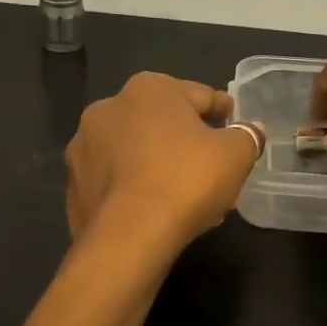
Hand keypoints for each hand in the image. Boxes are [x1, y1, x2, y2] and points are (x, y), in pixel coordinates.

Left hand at [65, 73, 264, 246]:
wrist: (129, 236)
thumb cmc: (186, 180)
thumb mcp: (235, 154)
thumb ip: (247, 136)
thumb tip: (252, 129)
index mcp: (149, 89)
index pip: (199, 95)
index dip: (224, 112)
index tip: (236, 128)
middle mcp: (108, 108)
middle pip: (164, 123)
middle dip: (189, 143)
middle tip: (215, 169)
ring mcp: (84, 148)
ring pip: (137, 153)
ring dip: (161, 166)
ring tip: (189, 197)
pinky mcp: (75, 186)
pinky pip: (118, 182)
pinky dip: (138, 190)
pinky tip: (160, 212)